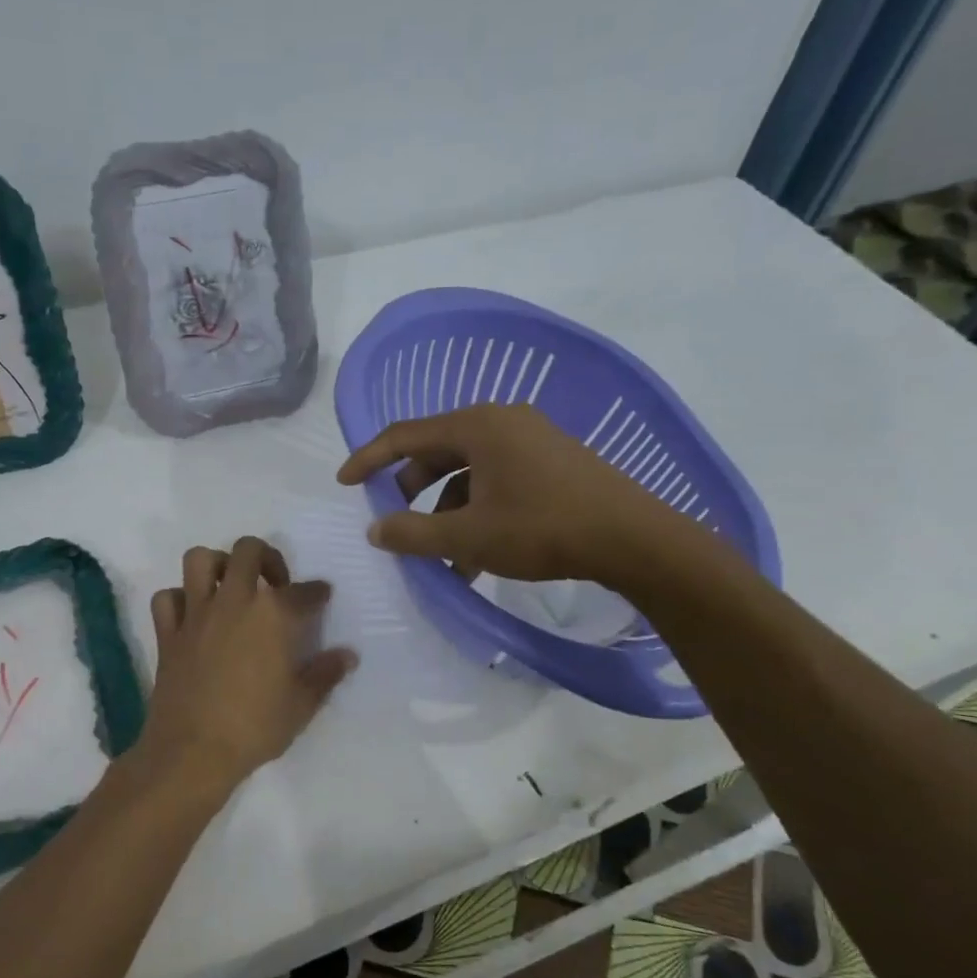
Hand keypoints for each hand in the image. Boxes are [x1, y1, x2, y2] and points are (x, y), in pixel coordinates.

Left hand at [133, 538, 357, 797]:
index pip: (303, 591)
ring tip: (230, 585)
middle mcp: (234, 601)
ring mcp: (196, 614)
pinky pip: (167, 598)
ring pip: (199, 559)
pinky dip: (178, 599)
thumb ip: (325, 674)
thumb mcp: (302, 705)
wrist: (192, 752)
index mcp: (273, 615)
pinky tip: (192, 614)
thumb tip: (348, 655)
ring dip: (217, 564)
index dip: (317, 592)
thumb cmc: (254, 727)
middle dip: (267, 557)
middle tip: (275, 583)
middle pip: (248, 551)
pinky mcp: (167, 633)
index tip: (322, 595)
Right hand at [336, 404, 695, 584]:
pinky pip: (496, 479)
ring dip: (446, 510)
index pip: (405, 435)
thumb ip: (413, 533)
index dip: (369, 458)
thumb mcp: (468, 536)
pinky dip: (477, 510)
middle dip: (411, 489)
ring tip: (441, 556)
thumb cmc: (541, 528)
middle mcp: (502, 422)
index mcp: (476, 426)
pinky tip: (477, 555)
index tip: (343, 481)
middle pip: (437, 450)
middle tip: (396, 520)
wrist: (632, 538)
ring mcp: (531, 440)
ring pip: (468, 471)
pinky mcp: (552, 461)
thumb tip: (375, 529)